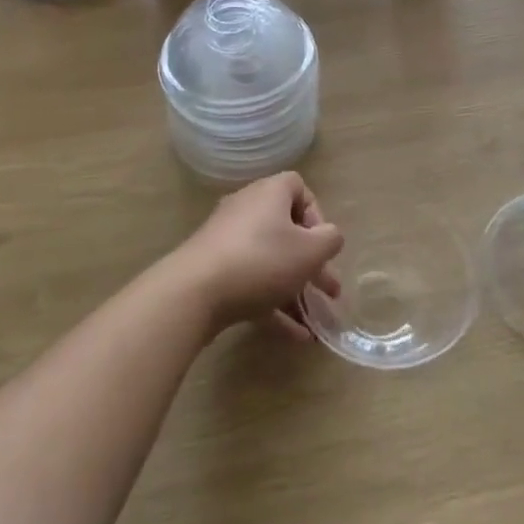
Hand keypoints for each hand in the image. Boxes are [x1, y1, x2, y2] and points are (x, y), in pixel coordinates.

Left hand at [174, 173, 343, 341]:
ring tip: (315, 321)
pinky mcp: (213, 271)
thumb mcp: (309, 251)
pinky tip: (295, 336)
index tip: (322, 244)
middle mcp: (247, 209)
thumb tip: (329, 236)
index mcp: (269, 193)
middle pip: (286, 230)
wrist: (194, 293)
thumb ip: (330, 240)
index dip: (316, 214)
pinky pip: (251, 283)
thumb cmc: (261, 261)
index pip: (298, 188)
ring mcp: (227, 241)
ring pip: (270, 261)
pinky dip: (273, 305)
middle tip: (330, 291)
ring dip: (294, 288)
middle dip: (311, 263)